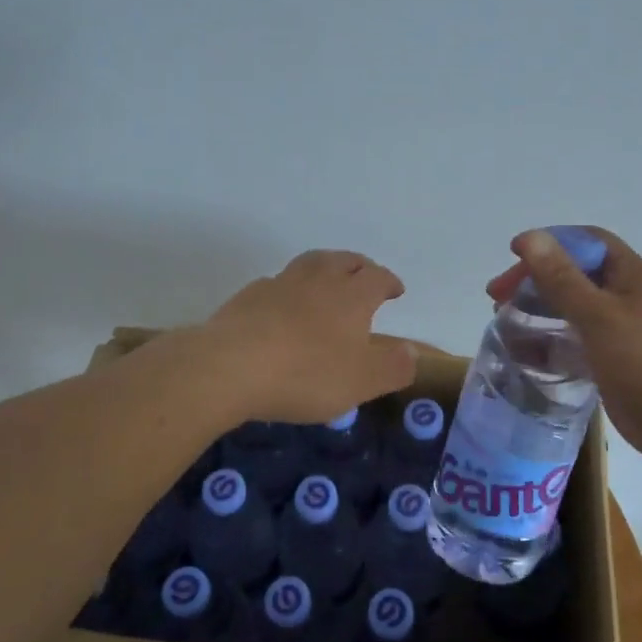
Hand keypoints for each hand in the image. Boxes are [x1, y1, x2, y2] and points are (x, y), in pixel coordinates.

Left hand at [207, 249, 417, 422]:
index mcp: (351, 295)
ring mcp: (279, 284)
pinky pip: (276, 285)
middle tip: (364, 276)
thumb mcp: (362, 381)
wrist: (229, 367)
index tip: (395, 290)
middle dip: (358, 267)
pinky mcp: (247, 298)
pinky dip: (287, 290)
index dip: (389, 282)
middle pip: (343, 260)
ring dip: (323, 269)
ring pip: (308, 264)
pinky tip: (282, 307)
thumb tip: (412, 351)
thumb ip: (393, 366)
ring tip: (326, 283)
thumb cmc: (306, 373)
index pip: (377, 277)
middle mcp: (318, 279)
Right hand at [487, 228, 641, 465]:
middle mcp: (626, 297)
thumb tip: (529, 238)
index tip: (514, 255)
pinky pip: (575, 342)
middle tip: (497, 297)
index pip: (586, 241)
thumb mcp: (598, 315)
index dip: (550, 242)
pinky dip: (549, 342)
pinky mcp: (612, 360)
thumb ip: (561, 278)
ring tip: (504, 322)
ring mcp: (620, 330)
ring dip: (538, 311)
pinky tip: (524, 354)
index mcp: (630, 275)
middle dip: (535, 280)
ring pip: (572, 310)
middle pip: (574, 275)